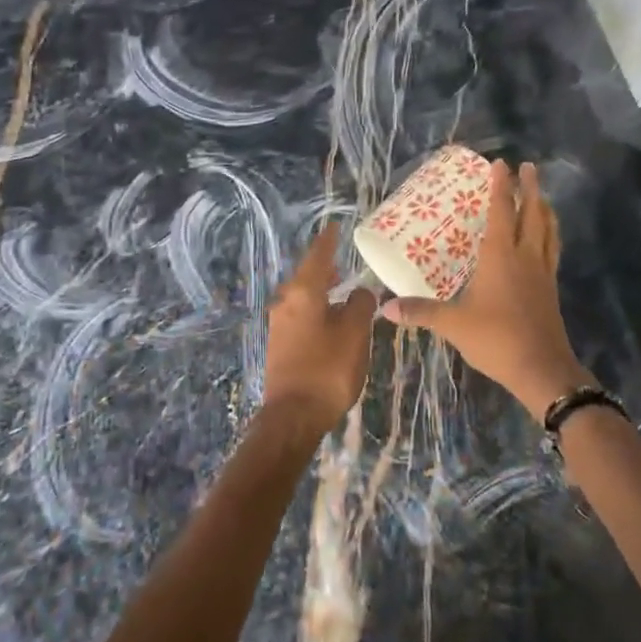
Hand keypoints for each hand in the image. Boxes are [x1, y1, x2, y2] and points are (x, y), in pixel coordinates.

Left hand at [261, 226, 378, 433]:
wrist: (293, 416)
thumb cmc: (328, 369)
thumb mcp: (354, 334)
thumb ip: (360, 306)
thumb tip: (361, 291)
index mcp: (303, 292)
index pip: (318, 256)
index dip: (328, 240)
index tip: (335, 226)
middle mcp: (286, 302)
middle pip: (306, 275)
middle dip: (324, 266)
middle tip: (342, 258)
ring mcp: (279, 324)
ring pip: (302, 296)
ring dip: (320, 289)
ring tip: (339, 287)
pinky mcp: (279, 344)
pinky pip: (299, 314)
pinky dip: (315, 308)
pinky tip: (328, 317)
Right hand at [381, 161, 590, 421]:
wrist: (542, 369)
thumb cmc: (497, 338)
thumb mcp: (453, 324)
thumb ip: (421, 311)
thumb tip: (385, 307)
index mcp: (501, 256)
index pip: (502, 211)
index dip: (501, 186)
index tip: (501, 163)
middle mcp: (525, 256)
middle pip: (532, 213)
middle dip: (530, 188)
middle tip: (529, 167)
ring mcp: (542, 273)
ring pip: (548, 231)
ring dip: (544, 209)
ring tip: (541, 196)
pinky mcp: (551, 290)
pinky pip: (552, 251)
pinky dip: (549, 235)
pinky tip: (545, 240)